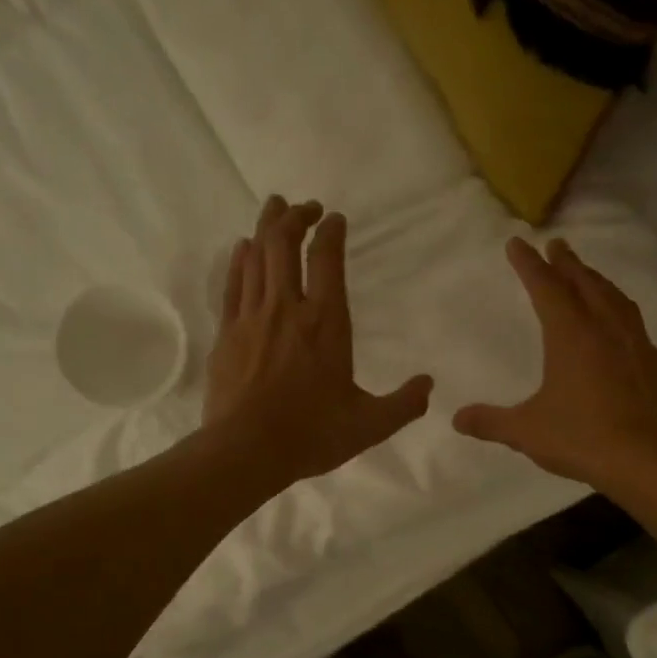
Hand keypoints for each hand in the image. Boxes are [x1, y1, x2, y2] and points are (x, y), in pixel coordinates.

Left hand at [204, 196, 432, 487]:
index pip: (326, 259)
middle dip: (295, 217)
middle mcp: (287, 308)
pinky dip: (240, 259)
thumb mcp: (370, 425)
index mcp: (326, 323)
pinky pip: (233, 283)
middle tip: (305, 207)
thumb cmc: (312, 435)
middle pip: (284, 244)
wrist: (246, 450)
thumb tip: (429, 385)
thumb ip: (404, 404)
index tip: (335, 219)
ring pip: (256, 255)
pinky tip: (243, 248)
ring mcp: (252, 317)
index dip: (330, 232)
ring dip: (267, 226)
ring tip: (275, 208)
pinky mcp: (227, 333)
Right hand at [453, 237, 656, 488]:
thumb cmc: (582, 438)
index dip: (529, 264)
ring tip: (588, 275)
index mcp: (571, 334)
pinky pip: (633, 322)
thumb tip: (457, 419)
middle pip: (584, 283)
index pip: (545, 287)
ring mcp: (635, 343)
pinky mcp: (654, 364)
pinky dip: (619, 309)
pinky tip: (620, 322)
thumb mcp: (527, 432)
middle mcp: (605, 328)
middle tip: (557, 244)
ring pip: (614, 298)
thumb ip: (491, 422)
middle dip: (567, 263)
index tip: (517, 243)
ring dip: (597, 280)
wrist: (648, 459)